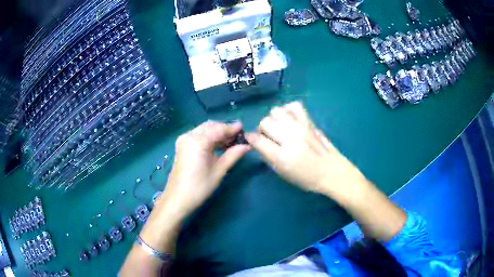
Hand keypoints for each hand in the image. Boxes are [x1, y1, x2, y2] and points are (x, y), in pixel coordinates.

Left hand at [163, 121, 250, 217]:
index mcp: (198, 141)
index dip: (232, 128)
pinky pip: (198, 135)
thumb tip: (247, 145)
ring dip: (217, 133)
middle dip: (224, 129)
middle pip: (210, 126)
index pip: (218, 129)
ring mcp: (184, 140)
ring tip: (231, 141)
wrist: (177, 199)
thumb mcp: (219, 171)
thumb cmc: (199, 187)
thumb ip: (233, 155)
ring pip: (204, 130)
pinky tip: (218, 145)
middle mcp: (189, 135)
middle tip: (238, 137)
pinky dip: (209, 137)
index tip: (244, 128)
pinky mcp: (182, 145)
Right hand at [245, 102, 364, 196]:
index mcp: (282, 156)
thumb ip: (268, 156)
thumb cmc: (306, 178)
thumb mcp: (283, 173)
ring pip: (277, 111)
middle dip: (262, 129)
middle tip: (269, 137)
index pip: (257, 140)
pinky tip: (290, 120)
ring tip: (280, 127)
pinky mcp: (310, 122)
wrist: (331, 172)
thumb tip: (256, 142)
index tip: (251, 139)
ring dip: (274, 119)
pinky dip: (288, 110)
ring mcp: (301, 127)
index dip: (250, 138)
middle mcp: (290, 138)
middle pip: (265, 122)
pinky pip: (294, 105)